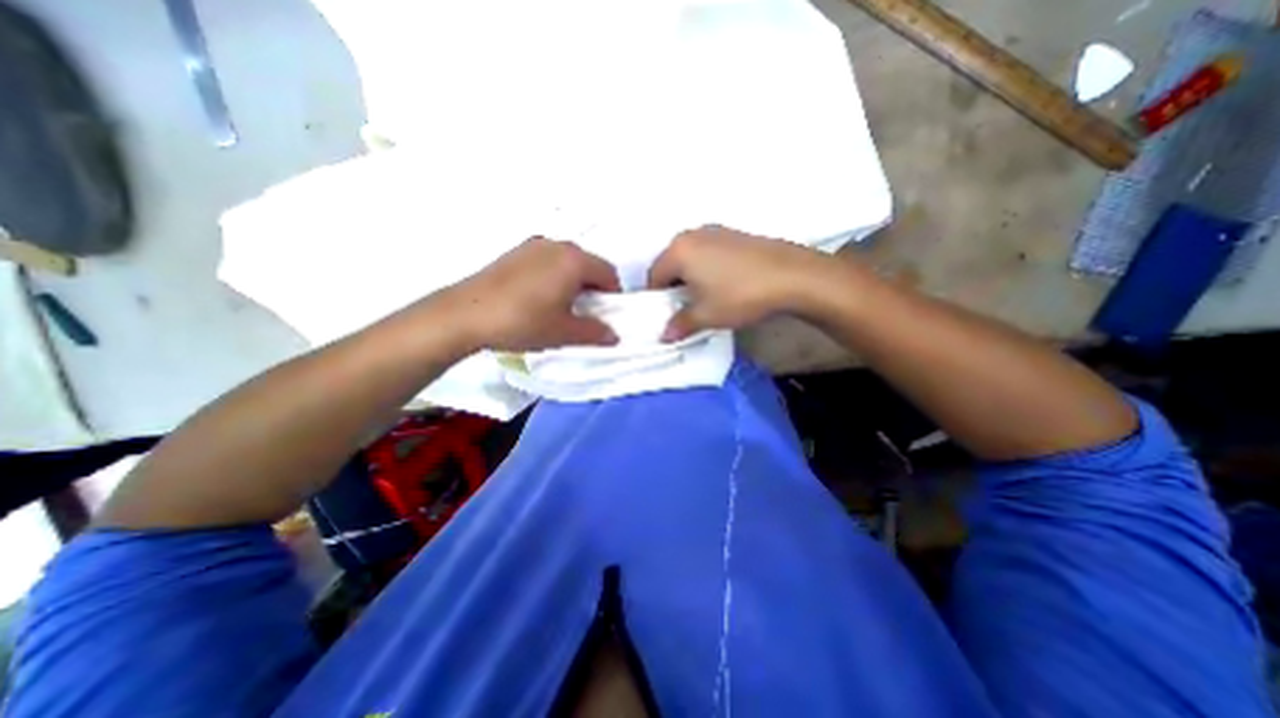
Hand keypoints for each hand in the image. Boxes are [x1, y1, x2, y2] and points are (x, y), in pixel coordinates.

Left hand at [445, 236, 621, 350]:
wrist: (465, 314)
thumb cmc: (523, 322)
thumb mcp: (564, 332)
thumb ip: (595, 333)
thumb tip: (613, 335)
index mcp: (574, 260)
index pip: (608, 273)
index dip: (613, 295)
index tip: (605, 314)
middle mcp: (557, 245)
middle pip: (588, 264)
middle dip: (593, 288)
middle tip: (585, 313)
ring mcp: (533, 246)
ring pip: (566, 262)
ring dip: (573, 281)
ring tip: (560, 307)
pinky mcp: (514, 253)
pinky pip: (546, 261)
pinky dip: (553, 276)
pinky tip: (538, 298)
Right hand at [650, 224, 829, 338]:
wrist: (791, 275)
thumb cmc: (739, 295)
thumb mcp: (706, 316)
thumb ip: (680, 325)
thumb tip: (664, 336)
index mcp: (678, 251)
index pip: (654, 276)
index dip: (657, 299)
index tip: (667, 315)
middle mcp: (692, 235)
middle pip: (671, 264)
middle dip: (673, 287)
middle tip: (684, 308)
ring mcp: (716, 231)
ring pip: (691, 257)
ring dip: (691, 277)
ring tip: (706, 298)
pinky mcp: (735, 234)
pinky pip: (709, 252)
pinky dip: (708, 268)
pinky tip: (725, 285)